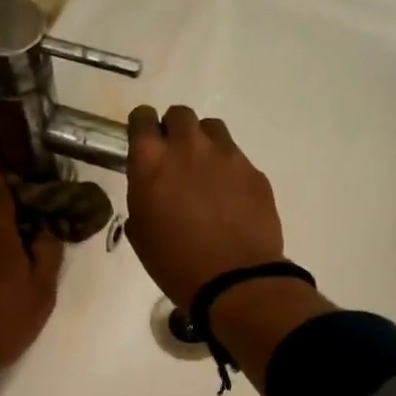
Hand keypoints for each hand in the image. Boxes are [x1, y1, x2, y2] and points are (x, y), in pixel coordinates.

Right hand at [123, 104, 284, 309]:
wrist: (235, 280)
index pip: (141, 118)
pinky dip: (229, 170)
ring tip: (205, 173)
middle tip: (176, 159)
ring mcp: (226, 155)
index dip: (142, 127)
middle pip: (180, 115)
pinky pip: (237, 158)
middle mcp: (188, 147)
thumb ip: (142, 197)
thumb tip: (152, 189)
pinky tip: (230, 198)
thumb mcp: (141, 234)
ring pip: (212, 129)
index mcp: (151, 161)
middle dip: (174, 130)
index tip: (145, 143)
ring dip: (204, 143)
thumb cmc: (176, 264)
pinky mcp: (254, 172)